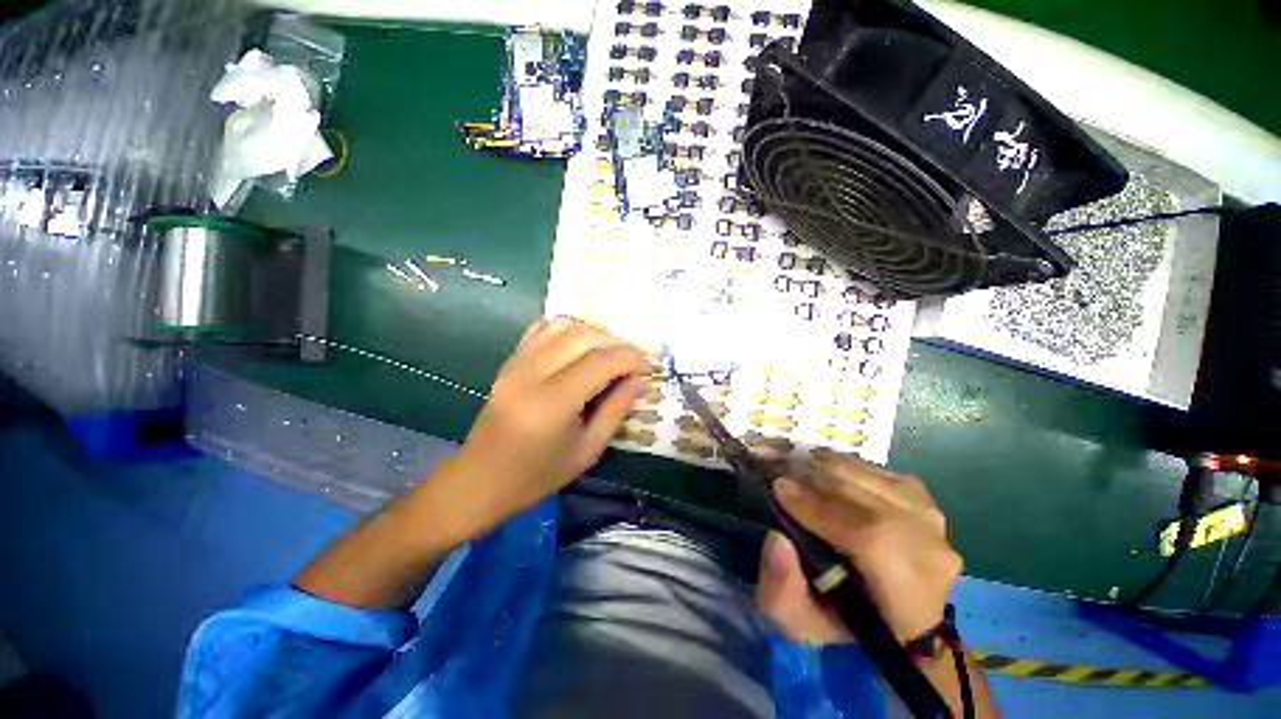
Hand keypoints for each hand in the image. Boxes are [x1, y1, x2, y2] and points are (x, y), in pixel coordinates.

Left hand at [434, 317, 650, 538]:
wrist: (480, 481)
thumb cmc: (538, 475)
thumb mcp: (588, 450)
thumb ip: (616, 409)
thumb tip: (638, 379)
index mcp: (552, 403)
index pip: (602, 362)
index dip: (632, 359)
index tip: (649, 368)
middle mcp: (531, 373)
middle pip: (584, 337)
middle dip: (617, 343)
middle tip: (633, 362)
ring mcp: (515, 363)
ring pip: (563, 325)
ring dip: (594, 333)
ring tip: (609, 353)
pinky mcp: (508, 361)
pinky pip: (541, 329)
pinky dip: (567, 330)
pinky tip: (580, 347)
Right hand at [756, 451, 961, 643]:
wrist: (890, 619)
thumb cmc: (843, 625)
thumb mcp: (800, 624)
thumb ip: (781, 592)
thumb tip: (776, 539)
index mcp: (909, 599)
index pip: (871, 539)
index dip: (819, 509)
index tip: (778, 489)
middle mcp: (933, 555)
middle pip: (869, 498)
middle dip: (816, 479)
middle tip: (780, 471)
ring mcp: (934, 523)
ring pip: (873, 478)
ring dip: (828, 468)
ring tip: (797, 469)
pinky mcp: (925, 503)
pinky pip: (879, 472)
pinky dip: (846, 467)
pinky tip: (826, 473)